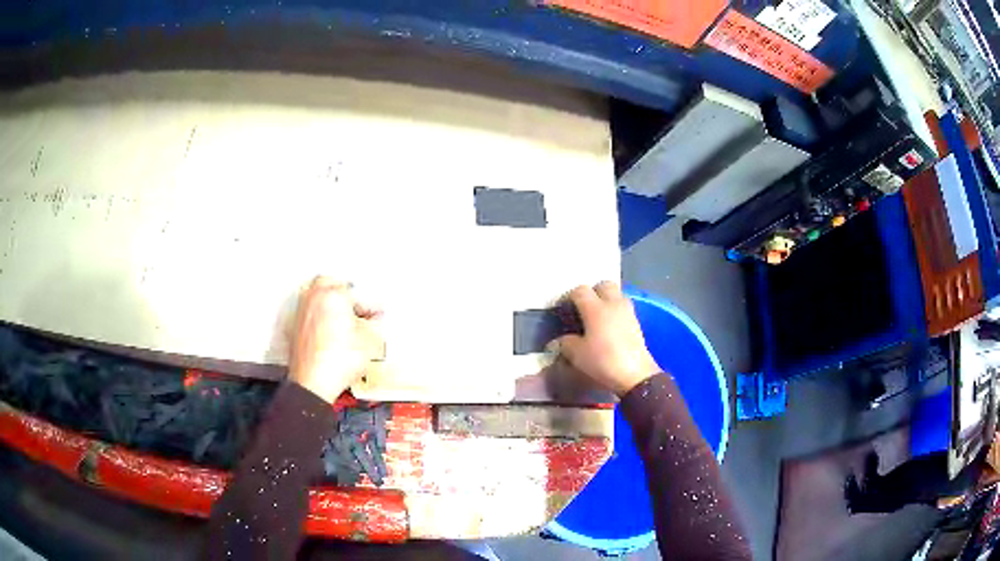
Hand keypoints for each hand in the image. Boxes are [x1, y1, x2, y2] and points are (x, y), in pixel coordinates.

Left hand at [288, 277, 382, 402]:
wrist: (313, 383)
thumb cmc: (341, 359)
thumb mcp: (369, 341)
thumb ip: (375, 323)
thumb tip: (376, 317)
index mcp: (333, 294)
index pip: (356, 292)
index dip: (370, 304)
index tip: (377, 314)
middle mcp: (313, 297)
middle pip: (328, 283)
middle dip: (342, 291)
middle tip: (356, 307)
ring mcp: (300, 312)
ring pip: (315, 296)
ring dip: (328, 303)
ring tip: (342, 319)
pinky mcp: (293, 328)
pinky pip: (308, 313)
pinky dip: (318, 317)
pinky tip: (328, 331)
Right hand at [555, 282, 659, 395]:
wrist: (635, 375)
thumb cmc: (603, 362)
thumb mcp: (577, 355)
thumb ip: (566, 342)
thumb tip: (564, 338)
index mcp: (596, 308)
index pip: (580, 291)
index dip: (569, 297)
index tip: (562, 309)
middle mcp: (613, 304)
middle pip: (603, 285)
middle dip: (592, 292)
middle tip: (583, 308)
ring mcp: (627, 312)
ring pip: (616, 295)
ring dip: (606, 301)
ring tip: (597, 318)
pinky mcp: (636, 323)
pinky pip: (623, 308)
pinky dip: (615, 312)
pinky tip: (608, 328)